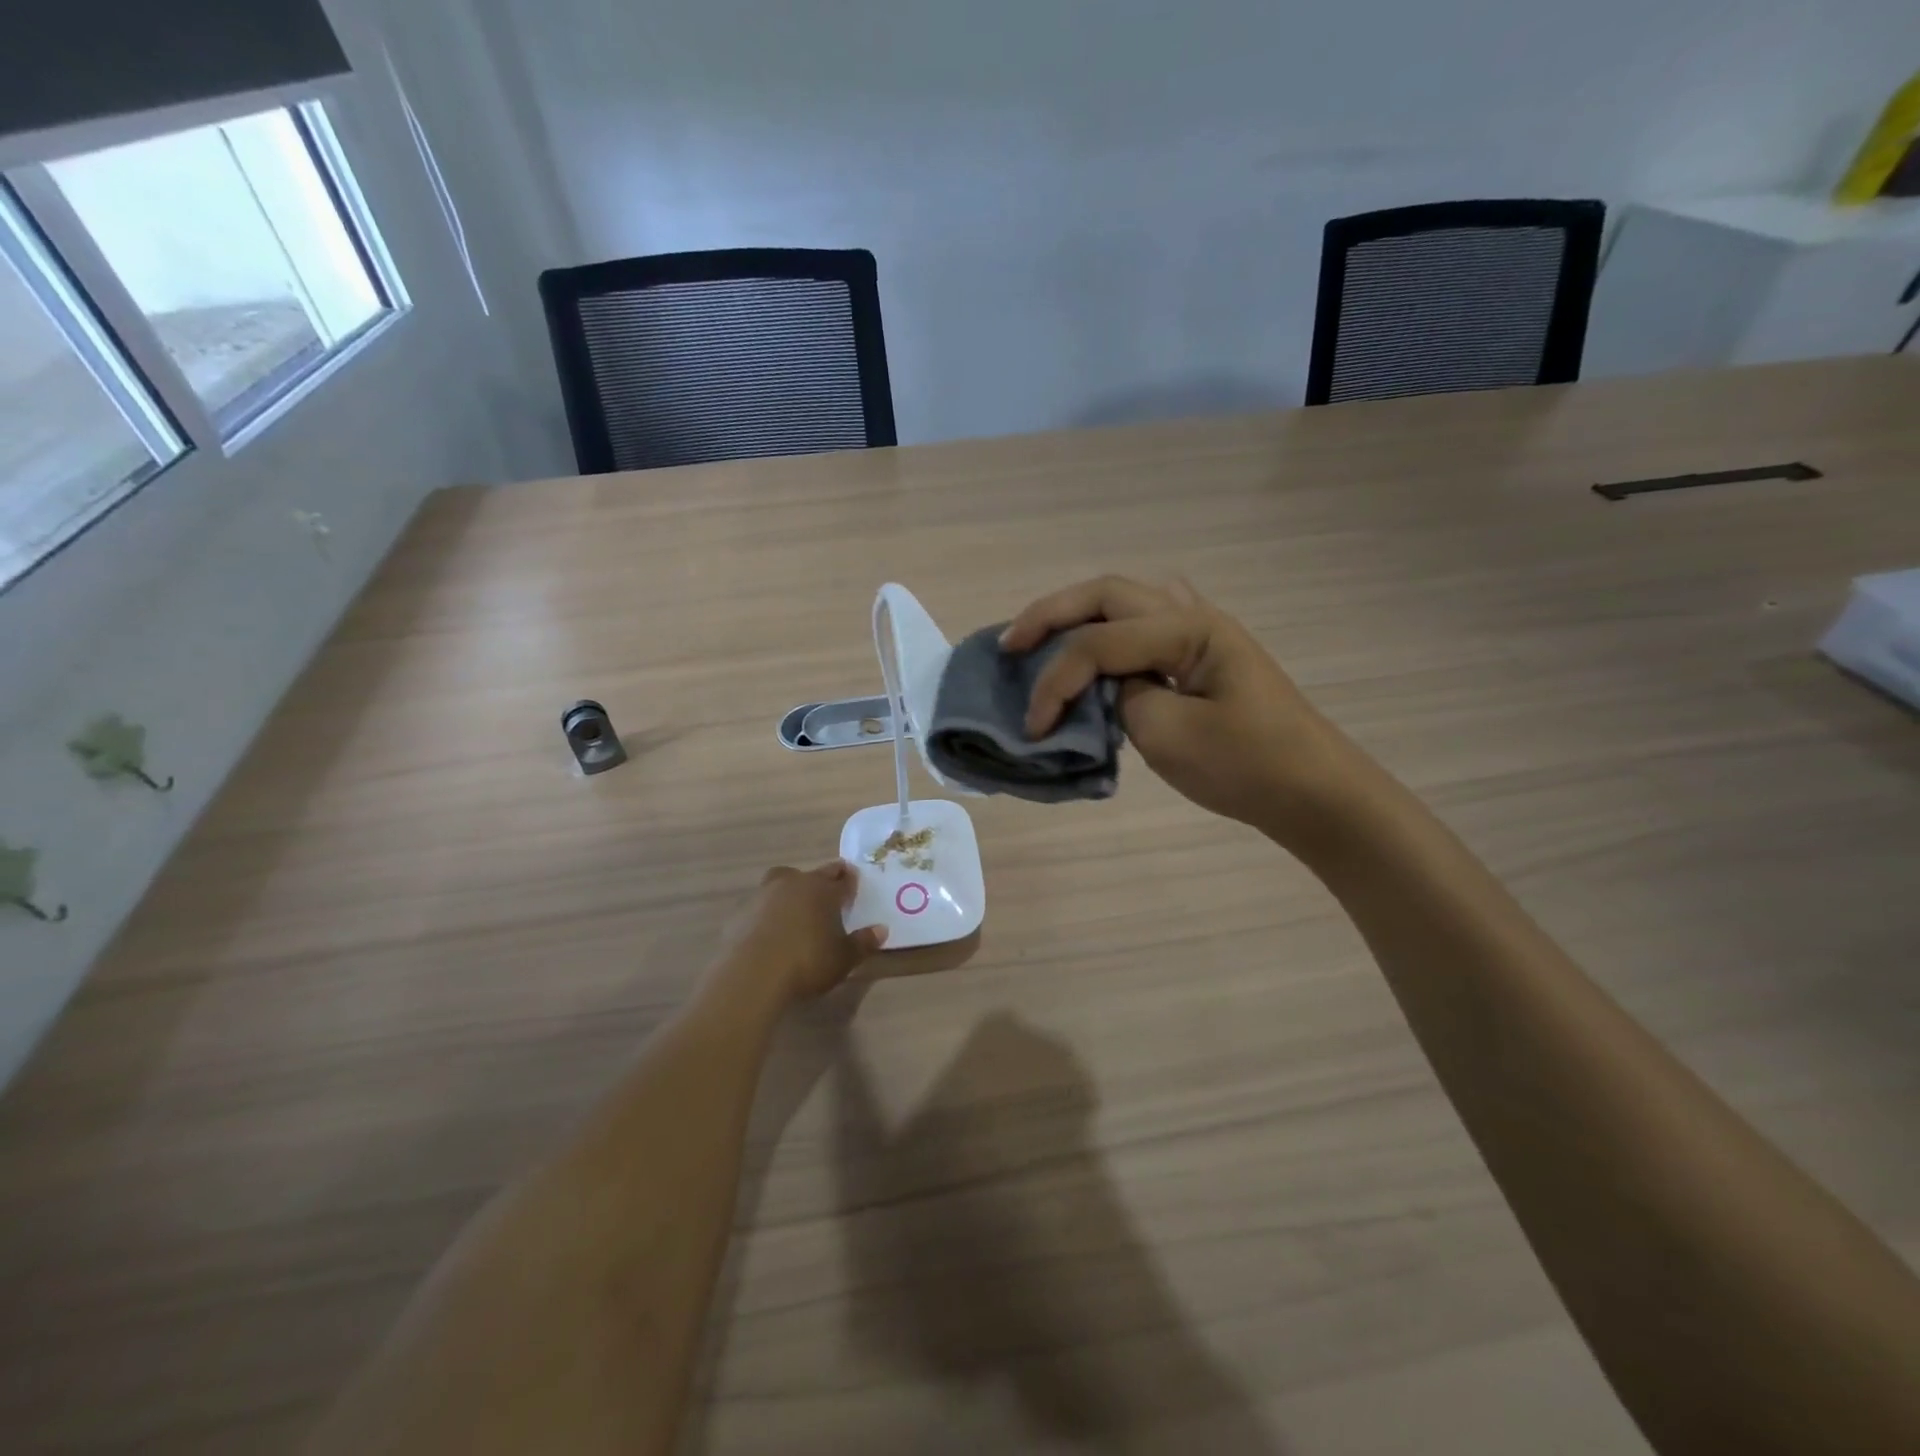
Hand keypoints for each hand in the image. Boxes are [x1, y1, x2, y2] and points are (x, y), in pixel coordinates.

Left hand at [718, 862, 887, 1005]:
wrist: (752, 975)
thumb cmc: (807, 963)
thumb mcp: (843, 959)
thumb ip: (862, 943)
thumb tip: (881, 930)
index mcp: (823, 890)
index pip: (842, 879)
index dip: (850, 881)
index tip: (854, 880)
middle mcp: (795, 884)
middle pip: (813, 874)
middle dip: (824, 878)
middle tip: (830, 887)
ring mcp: (764, 895)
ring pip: (782, 881)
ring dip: (792, 888)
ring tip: (797, 904)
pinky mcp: (741, 912)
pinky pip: (761, 904)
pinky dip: (768, 910)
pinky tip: (771, 927)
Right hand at [1000, 576, 1366, 845]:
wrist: (1312, 791)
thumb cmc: (1247, 766)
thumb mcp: (1169, 736)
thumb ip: (1121, 699)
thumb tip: (1103, 686)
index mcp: (1188, 630)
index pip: (1099, 643)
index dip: (1055, 681)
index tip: (1032, 727)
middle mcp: (1192, 615)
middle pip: (1106, 594)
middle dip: (1050, 614)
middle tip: (1010, 644)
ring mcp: (1201, 632)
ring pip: (1125, 601)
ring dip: (1078, 614)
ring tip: (1041, 639)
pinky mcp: (1202, 656)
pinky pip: (1143, 625)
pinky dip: (1107, 630)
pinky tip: (1094, 648)